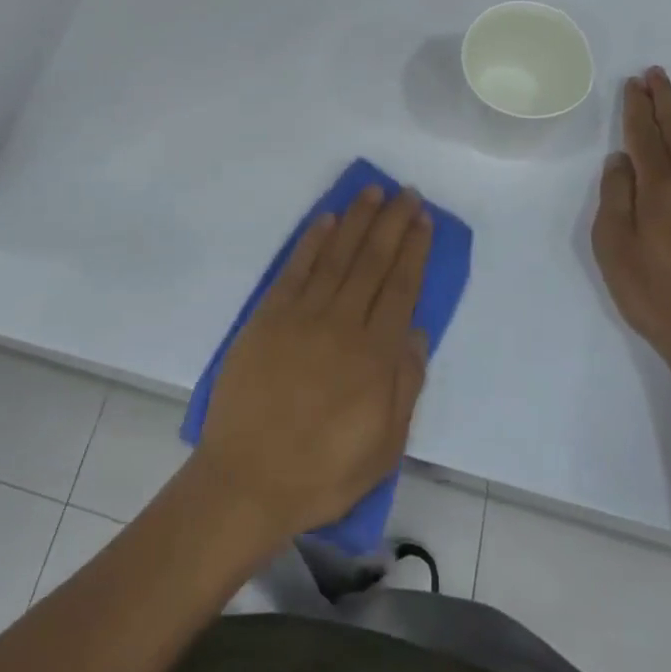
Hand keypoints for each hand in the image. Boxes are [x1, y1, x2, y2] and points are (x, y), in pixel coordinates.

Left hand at [196, 187, 432, 540]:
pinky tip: (327, 219)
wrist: (247, 479)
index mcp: (375, 357)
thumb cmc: (322, 472)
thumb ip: (405, 386)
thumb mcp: (384, 447)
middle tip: (407, 192)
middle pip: (373, 261)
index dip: (414, 250)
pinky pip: (296, 268)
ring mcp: (302, 315)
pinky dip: (313, 240)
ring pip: (337, 255)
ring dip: (358, 220)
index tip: (423, 220)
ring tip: (374, 192)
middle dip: (393, 223)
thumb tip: (418, 332)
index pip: (401, 287)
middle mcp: (342, 324)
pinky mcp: (268, 315)